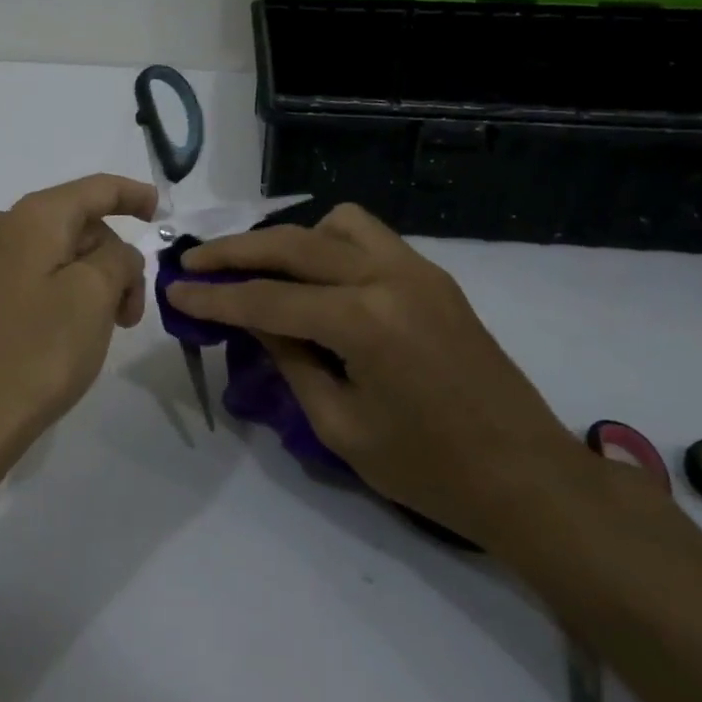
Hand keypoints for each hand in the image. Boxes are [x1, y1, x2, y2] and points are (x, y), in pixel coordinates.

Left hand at [0, 174, 155, 462]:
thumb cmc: (35, 354)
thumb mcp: (94, 298)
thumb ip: (117, 260)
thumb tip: (112, 255)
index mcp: (30, 220)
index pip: (94, 189)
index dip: (131, 194)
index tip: (159, 211)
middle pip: (72, 227)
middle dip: (111, 259)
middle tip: (130, 314)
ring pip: (47, 258)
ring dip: (84, 284)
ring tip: (96, 332)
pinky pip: (21, 284)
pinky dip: (52, 298)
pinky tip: (56, 340)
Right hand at [166, 204, 584, 551]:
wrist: (528, 477)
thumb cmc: (429, 469)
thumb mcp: (340, 425)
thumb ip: (290, 360)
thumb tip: (252, 320)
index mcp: (363, 321)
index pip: (267, 299)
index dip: (214, 297)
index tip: (172, 289)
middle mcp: (388, 277)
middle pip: (293, 245)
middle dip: (235, 251)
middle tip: (193, 261)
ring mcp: (416, 270)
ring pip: (336, 224)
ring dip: (290, 239)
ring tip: (263, 269)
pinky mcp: (433, 277)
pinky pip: (370, 237)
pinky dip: (331, 244)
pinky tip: (317, 279)